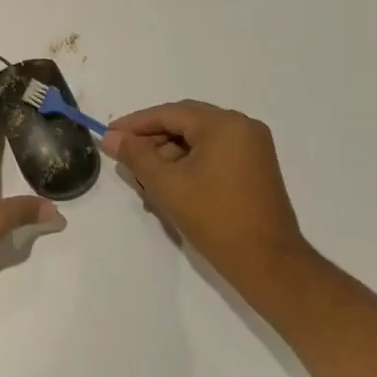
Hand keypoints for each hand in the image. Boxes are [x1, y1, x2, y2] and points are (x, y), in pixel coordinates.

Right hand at [102, 100, 312, 279]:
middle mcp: (242, 127)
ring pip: (198, 140)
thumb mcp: (165, 184)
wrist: (267, 262)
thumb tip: (112, 138)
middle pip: (185, 123)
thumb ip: (135, 155)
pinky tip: (169, 184)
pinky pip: (214, 154)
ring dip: (168, 154)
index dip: (135, 124)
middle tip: (124, 156)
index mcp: (224, 124)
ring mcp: (252, 148)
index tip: (109, 135)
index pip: (169, 113)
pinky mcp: (255, 168)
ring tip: (144, 178)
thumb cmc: (214, 217)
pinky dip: (188, 164)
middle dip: (151, 139)